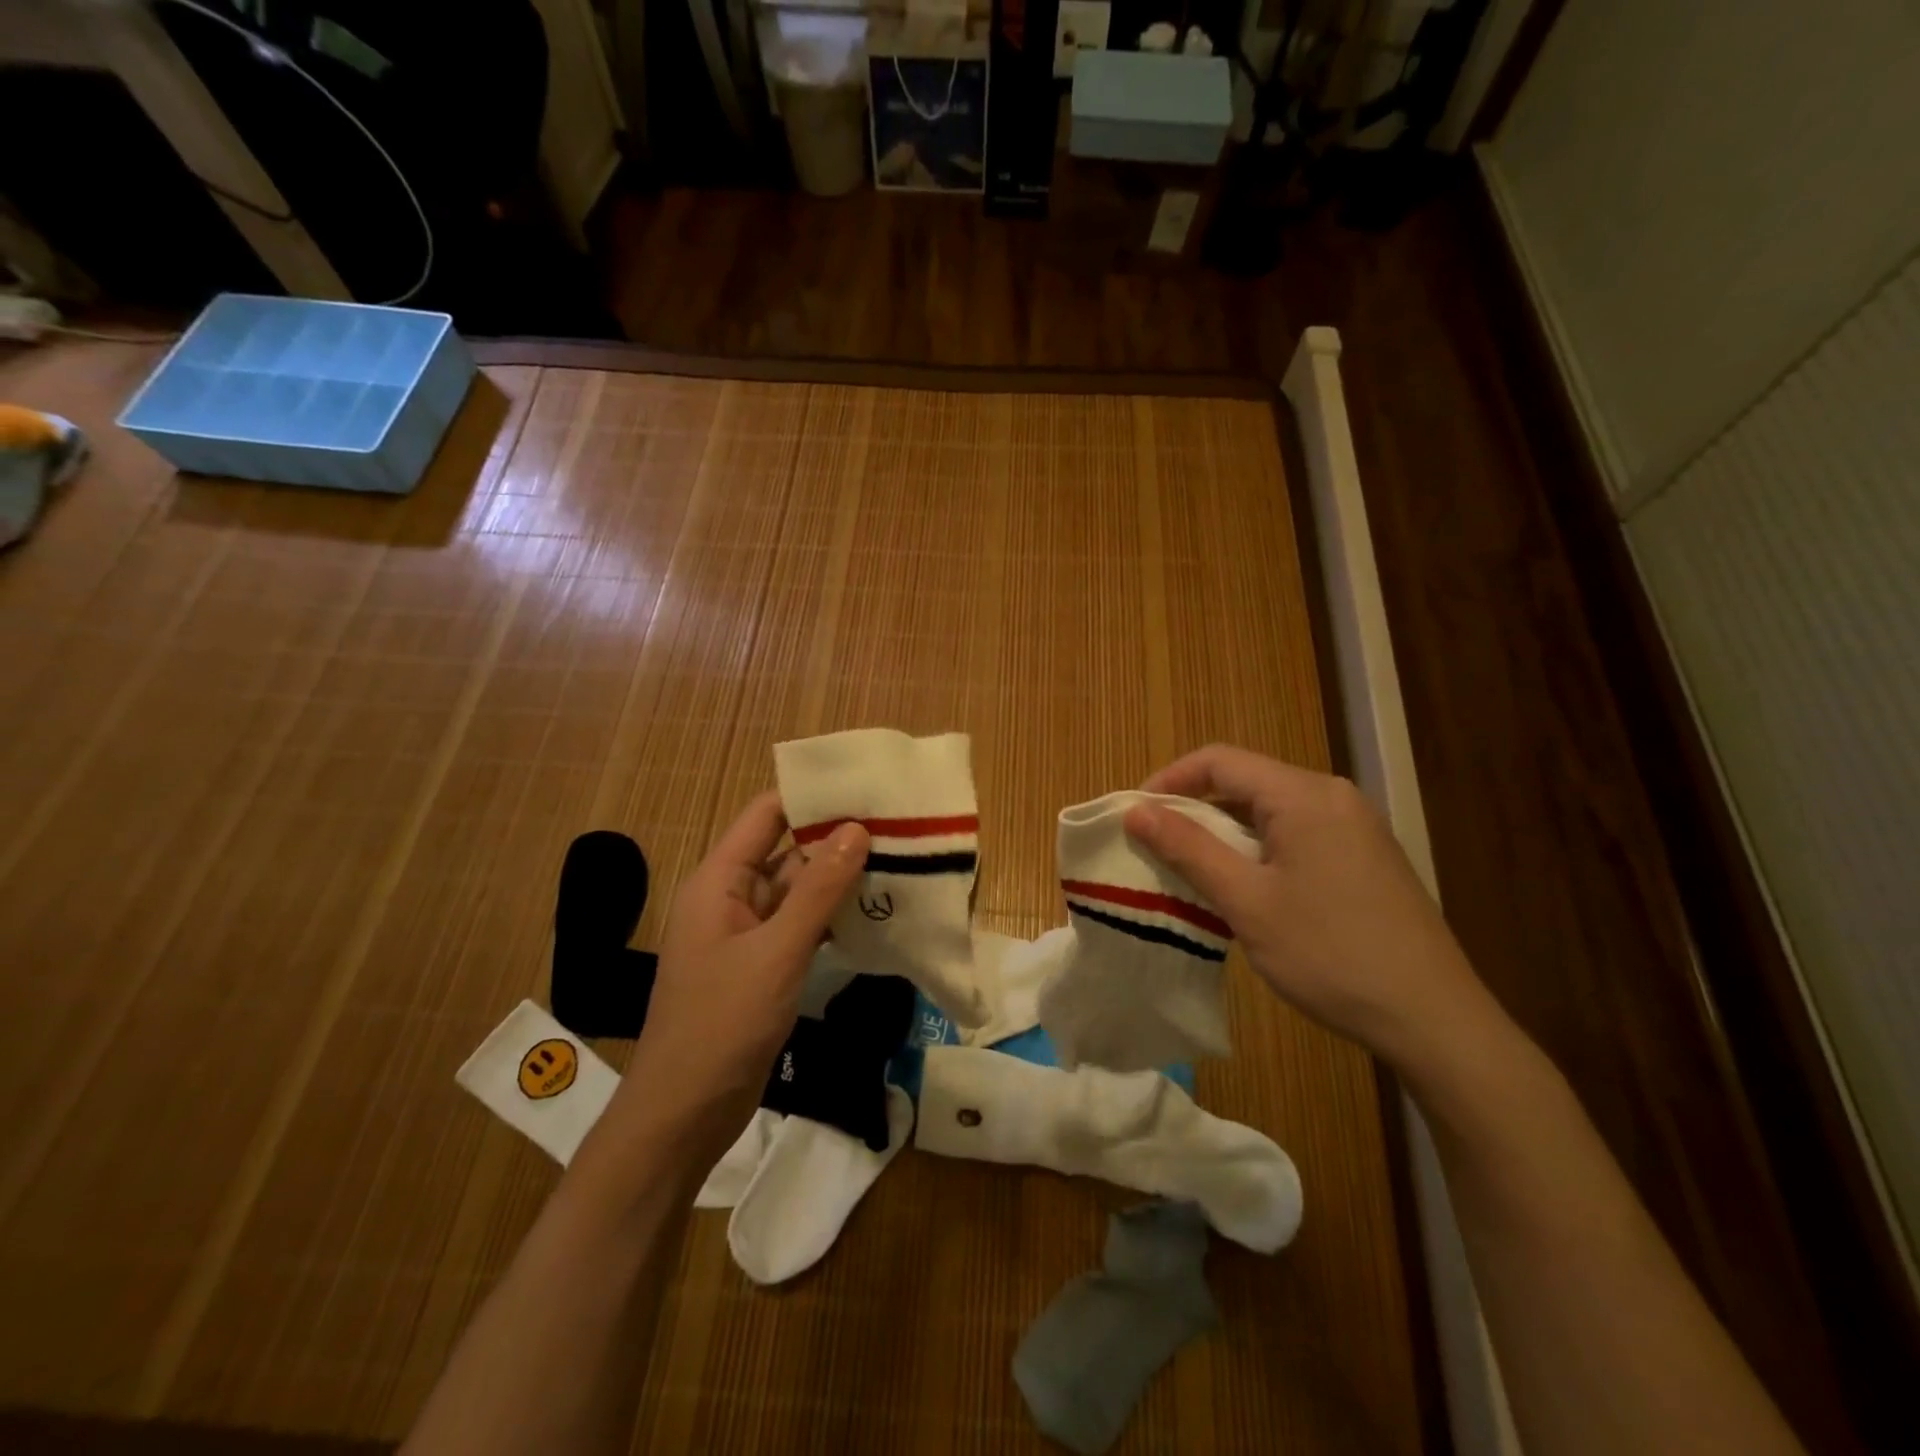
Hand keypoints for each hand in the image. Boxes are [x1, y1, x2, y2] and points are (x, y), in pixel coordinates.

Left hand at [612, 792, 868, 1156]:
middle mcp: (731, 898)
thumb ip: (818, 891)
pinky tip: (876, 912)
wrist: (683, 1116)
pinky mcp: (764, 966)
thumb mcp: (776, 953)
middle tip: (899, 825)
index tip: (865, 786)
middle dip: (837, 839)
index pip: (766, 815)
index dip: (811, 796)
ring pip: (799, 891)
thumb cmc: (721, 1025)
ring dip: (840, 880)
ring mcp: (748, 934)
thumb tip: (857, 828)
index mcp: (719, 881)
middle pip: (787, 851)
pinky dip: (833, 917)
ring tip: (900, 861)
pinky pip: (802, 926)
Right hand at [1124, 745, 1497, 1076]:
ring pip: (1270, 810)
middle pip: (1246, 781)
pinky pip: (1296, 832)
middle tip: (1157, 846)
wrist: (1434, 1019)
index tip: (1135, 816)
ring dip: (1225, 831)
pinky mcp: (1365, 855)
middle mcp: (1333, 796)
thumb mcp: (1247, 902)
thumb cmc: (1330, 954)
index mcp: (1304, 795)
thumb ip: (1188, 848)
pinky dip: (1258, 848)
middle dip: (1194, 807)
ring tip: (1193, 869)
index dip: (1169, 780)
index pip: (1220, 761)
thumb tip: (1136, 811)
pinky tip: (1246, 887)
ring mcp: (1355, 825)